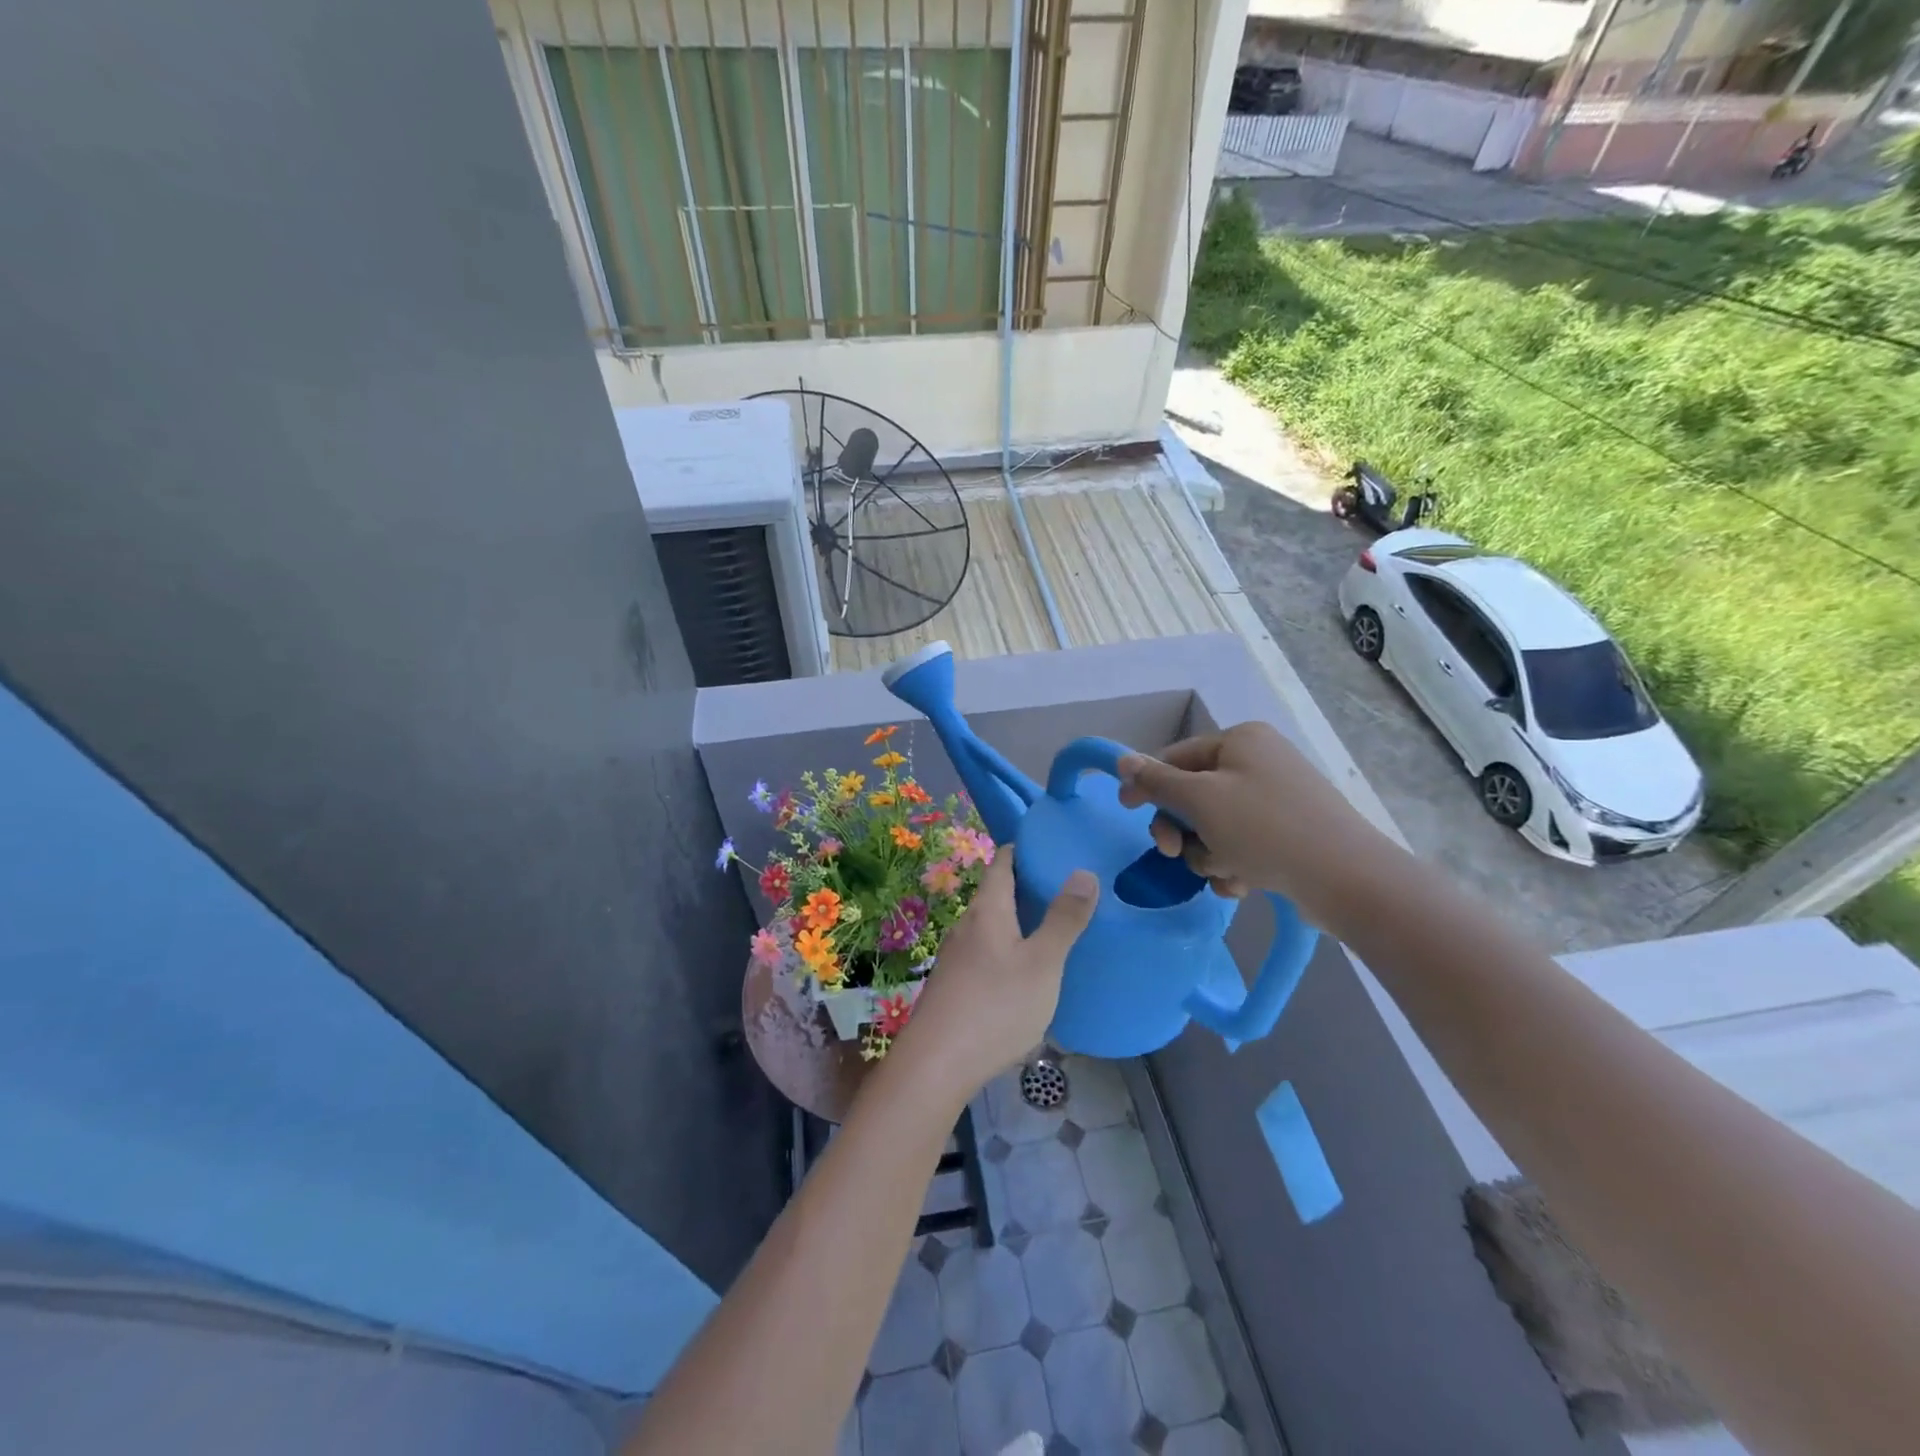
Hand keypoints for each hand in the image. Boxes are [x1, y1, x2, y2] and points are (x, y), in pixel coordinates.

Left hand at [892, 847, 1097, 1101]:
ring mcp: (957, 956)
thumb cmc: (995, 1006)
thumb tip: (1084, 872)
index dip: (1025, 848)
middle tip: (1068, 888)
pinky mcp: (954, 984)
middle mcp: (967, 924)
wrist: (936, 1065)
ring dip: (1019, 920)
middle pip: (997, 892)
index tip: (1054, 846)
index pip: (1002, 861)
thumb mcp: (1042, 963)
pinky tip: (1027, 970)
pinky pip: (986, 952)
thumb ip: (1064, 919)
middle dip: (1028, 886)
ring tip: (1054, 927)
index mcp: (988, 909)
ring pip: (992, 924)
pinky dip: (1009, 948)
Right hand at [1116, 722, 1386, 923]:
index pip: (1175, 757)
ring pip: (1214, 826)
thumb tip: (1123, 760)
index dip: (1148, 785)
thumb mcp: (1200, 801)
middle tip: (1173, 853)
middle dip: (1183, 829)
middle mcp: (1259, 762)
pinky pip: (1242, 844)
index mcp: (1240, 740)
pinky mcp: (1290, 833)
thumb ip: (1157, 781)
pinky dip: (1235, 865)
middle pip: (1194, 795)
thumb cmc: (1264, 829)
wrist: (1346, 878)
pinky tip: (1243, 884)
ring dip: (1208, 853)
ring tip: (1227, 872)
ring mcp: (1277, 798)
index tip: (1126, 811)